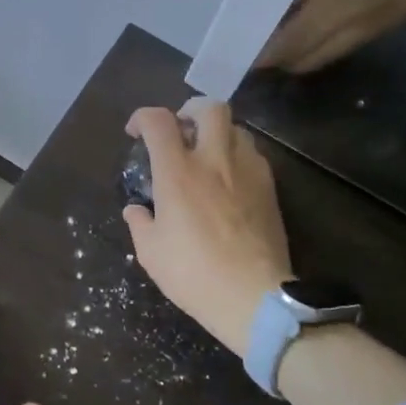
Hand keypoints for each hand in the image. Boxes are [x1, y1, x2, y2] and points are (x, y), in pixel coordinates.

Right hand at [122, 99, 291, 354]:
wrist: (253, 296)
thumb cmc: (193, 273)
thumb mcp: (151, 252)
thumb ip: (140, 222)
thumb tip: (136, 209)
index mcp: (178, 172)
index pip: (158, 121)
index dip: (142, 118)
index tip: (136, 133)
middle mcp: (214, 160)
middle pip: (209, 108)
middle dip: (190, 110)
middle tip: (180, 129)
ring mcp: (247, 171)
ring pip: (236, 128)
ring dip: (217, 133)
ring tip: (207, 154)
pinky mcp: (270, 188)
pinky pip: (253, 155)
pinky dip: (237, 156)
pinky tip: (229, 180)